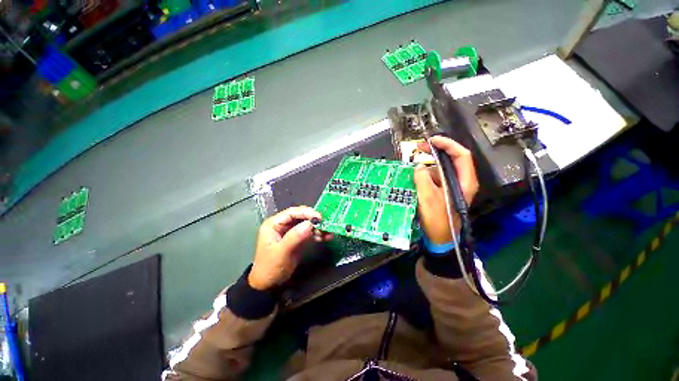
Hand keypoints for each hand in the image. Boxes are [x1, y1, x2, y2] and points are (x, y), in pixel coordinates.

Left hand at [248, 206, 331, 290]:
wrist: (268, 285)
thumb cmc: (270, 267)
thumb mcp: (281, 252)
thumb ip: (295, 236)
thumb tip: (310, 224)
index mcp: (274, 224)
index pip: (292, 212)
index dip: (306, 212)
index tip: (319, 217)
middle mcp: (283, 225)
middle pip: (301, 217)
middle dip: (314, 220)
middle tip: (326, 224)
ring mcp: (291, 232)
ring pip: (307, 224)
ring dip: (318, 227)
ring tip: (328, 232)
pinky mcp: (297, 239)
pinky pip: (309, 233)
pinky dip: (317, 234)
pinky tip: (325, 237)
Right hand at [414, 136, 478, 243]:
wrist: (440, 239)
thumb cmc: (438, 220)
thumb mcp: (428, 198)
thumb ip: (423, 179)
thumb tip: (419, 167)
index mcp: (464, 181)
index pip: (461, 155)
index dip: (447, 144)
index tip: (431, 140)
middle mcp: (461, 181)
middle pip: (451, 159)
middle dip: (435, 151)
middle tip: (419, 147)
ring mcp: (451, 187)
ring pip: (441, 169)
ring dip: (428, 165)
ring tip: (414, 168)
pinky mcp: (443, 192)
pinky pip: (434, 178)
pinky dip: (425, 175)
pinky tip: (415, 179)